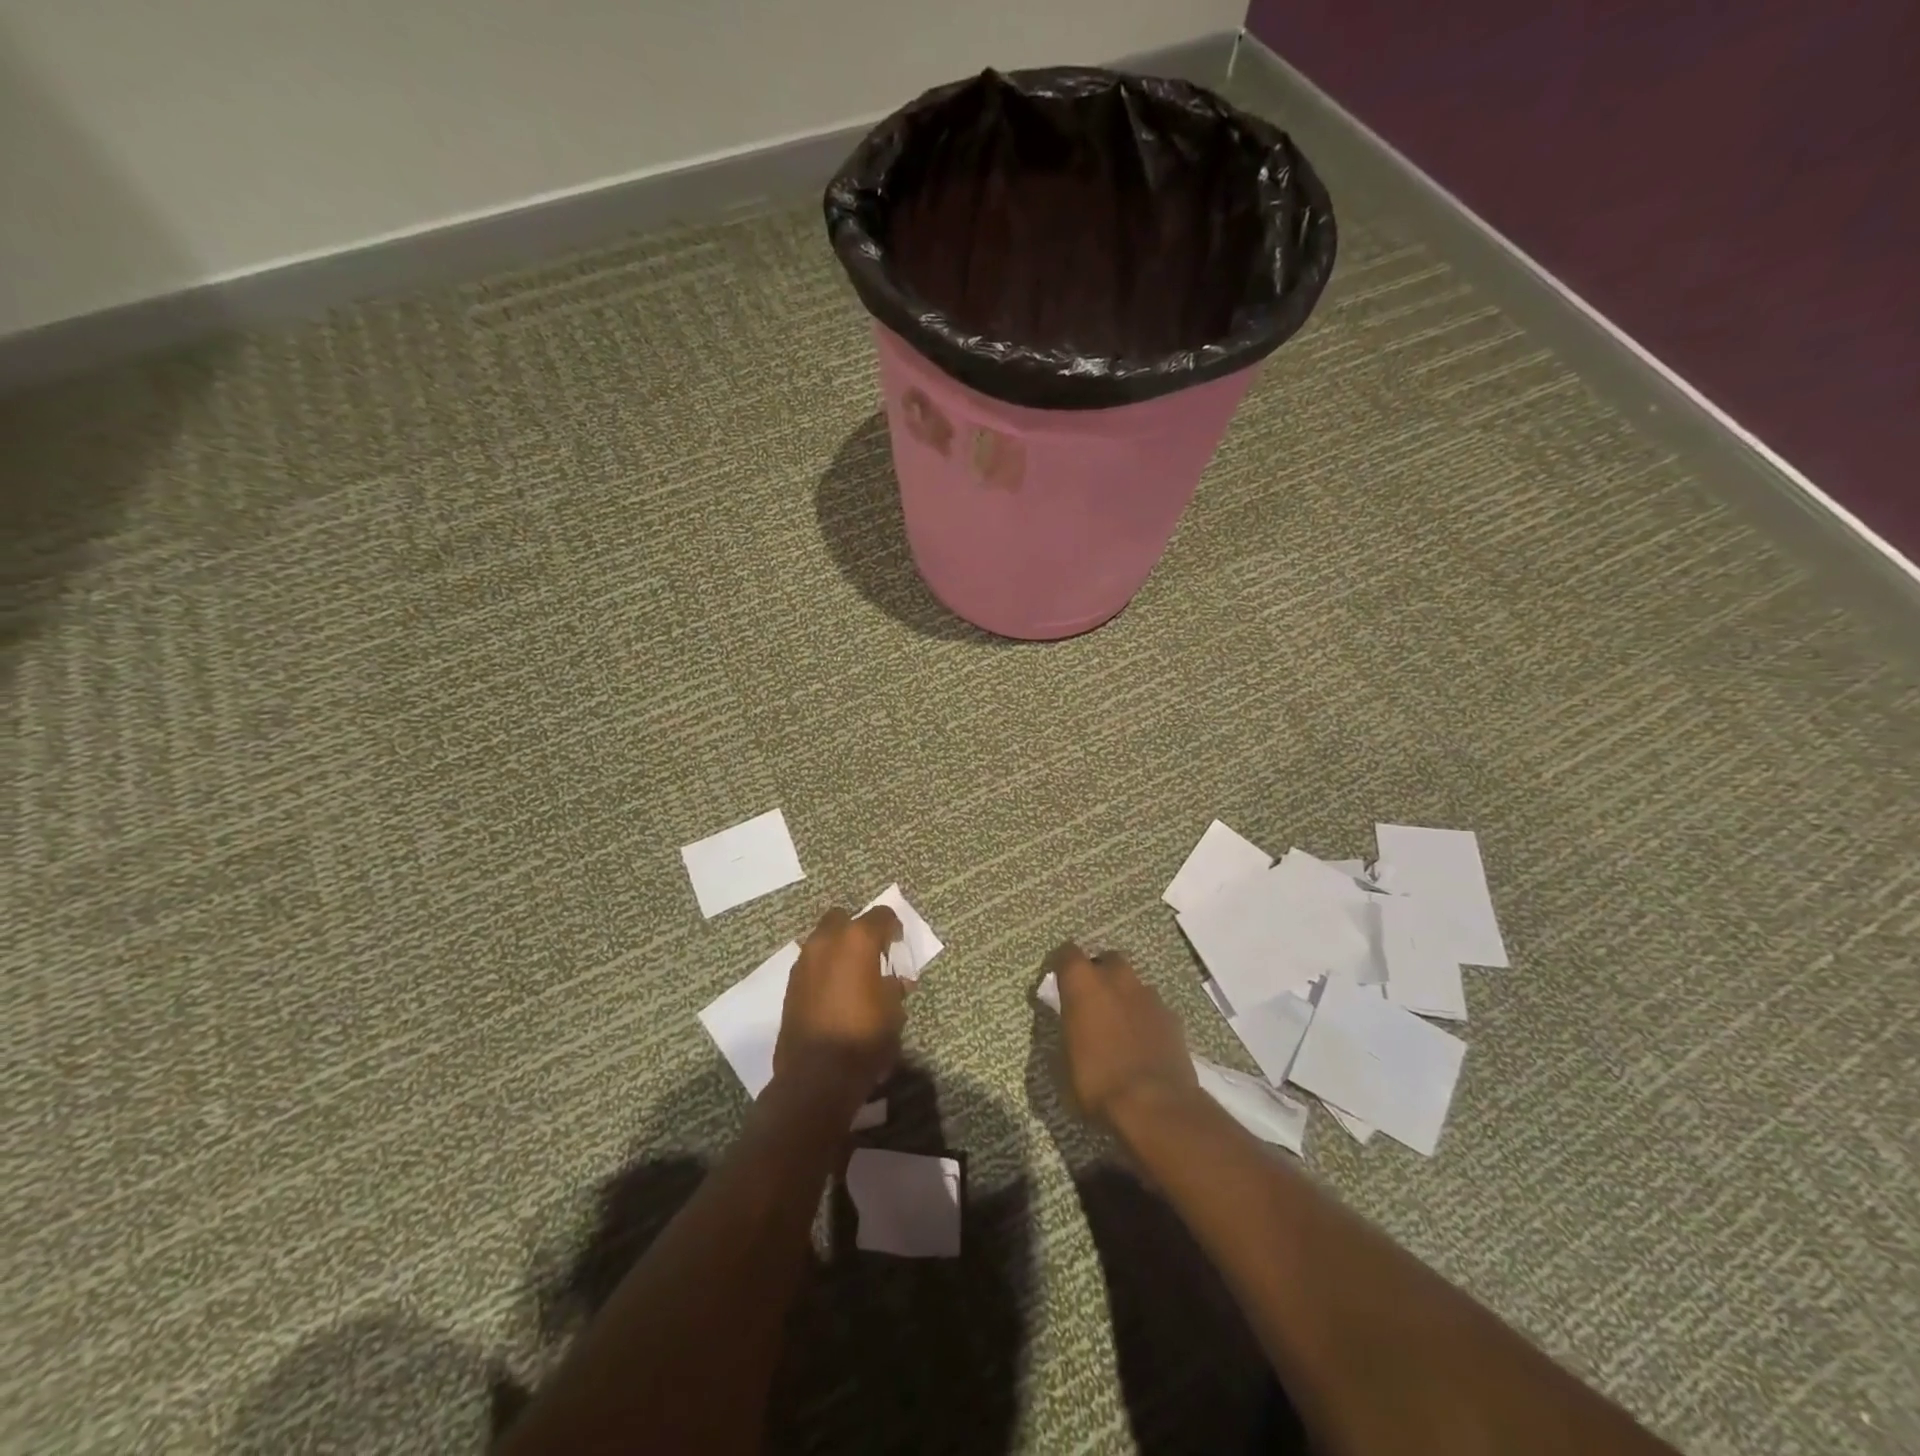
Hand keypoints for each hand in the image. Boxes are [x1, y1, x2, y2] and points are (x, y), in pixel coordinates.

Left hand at [774, 905, 906, 1100]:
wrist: (816, 1075)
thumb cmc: (864, 1037)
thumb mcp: (893, 1011)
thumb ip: (894, 986)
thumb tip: (895, 981)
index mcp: (857, 940)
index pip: (881, 915)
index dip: (893, 927)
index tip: (898, 945)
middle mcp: (827, 941)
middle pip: (843, 918)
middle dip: (858, 930)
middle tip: (872, 954)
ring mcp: (804, 961)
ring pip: (823, 939)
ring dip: (838, 949)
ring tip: (853, 976)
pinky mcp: (790, 984)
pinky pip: (811, 963)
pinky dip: (824, 968)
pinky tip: (835, 992)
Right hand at [1048, 942, 1198, 1127]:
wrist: (1155, 1106)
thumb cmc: (1097, 1082)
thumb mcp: (1063, 1063)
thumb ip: (1067, 1032)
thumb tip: (1069, 1027)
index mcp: (1083, 984)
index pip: (1067, 953)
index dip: (1061, 964)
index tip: (1057, 980)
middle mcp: (1117, 979)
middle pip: (1107, 960)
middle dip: (1099, 973)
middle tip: (1091, 1000)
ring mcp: (1149, 996)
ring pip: (1133, 983)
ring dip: (1124, 995)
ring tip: (1119, 1024)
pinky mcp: (1172, 1017)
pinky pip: (1153, 1007)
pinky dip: (1145, 1017)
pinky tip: (1143, 1041)